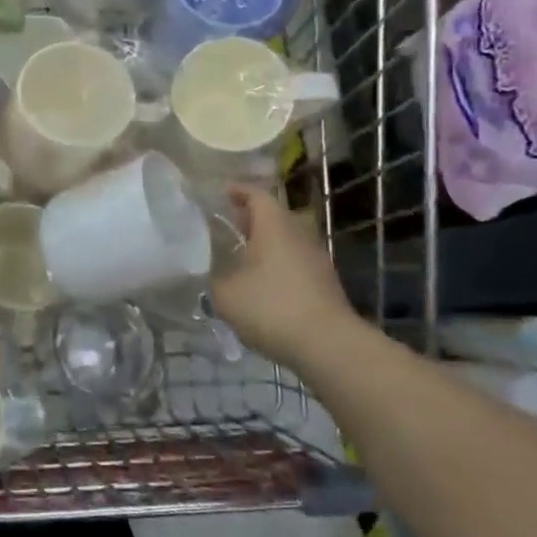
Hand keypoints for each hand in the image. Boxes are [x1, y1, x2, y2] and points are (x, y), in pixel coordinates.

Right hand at [210, 184, 359, 367]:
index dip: (238, 190)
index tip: (221, 192)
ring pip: (286, 242)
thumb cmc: (271, 306)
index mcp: (274, 226)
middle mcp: (298, 235)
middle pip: (273, 217)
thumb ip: (212, 276)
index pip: (256, 195)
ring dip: (264, 245)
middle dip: (249, 219)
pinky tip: (260, 286)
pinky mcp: (324, 285)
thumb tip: (208, 270)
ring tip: (239, 257)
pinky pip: (295, 264)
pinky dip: (276, 266)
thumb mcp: (225, 293)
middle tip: (224, 227)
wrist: (328, 345)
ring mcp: (316, 260)